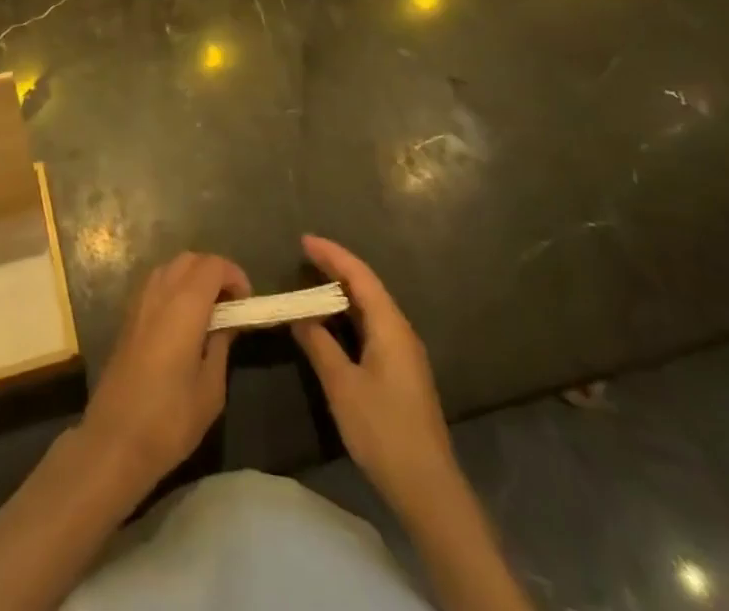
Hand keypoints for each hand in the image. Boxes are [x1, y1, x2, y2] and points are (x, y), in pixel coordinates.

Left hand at [79, 252, 250, 497]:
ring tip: (209, 310)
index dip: (234, 275)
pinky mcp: (127, 317)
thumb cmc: (169, 420)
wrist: (114, 440)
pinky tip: (182, 320)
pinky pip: (155, 284)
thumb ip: (221, 346)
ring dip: (192, 277)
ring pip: (169, 267)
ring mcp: (139, 303)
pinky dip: (174, 287)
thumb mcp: (210, 389)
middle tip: (231, 303)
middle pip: (190, 259)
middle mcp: (159, 293)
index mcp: (184, 306)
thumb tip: (227, 323)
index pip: (213, 265)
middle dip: (214, 271)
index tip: (247, 301)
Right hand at [292, 234, 463, 527]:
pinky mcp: (402, 373)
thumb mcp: (342, 386)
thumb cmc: (383, 430)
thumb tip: (300, 316)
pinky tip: (334, 324)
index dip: (332, 255)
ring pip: (371, 308)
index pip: (360, 276)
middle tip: (305, 256)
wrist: (428, 488)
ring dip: (343, 293)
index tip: (304, 240)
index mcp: (390, 326)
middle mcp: (401, 331)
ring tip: (314, 283)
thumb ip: (320, 345)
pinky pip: (373, 328)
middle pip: (368, 287)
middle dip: (337, 268)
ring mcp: (405, 353)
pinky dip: (350, 316)